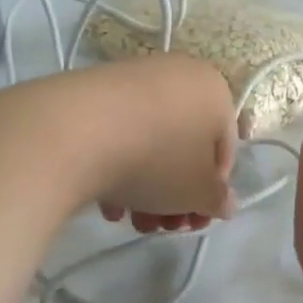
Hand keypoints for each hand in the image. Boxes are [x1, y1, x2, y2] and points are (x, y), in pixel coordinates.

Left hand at [75, 56, 239, 228]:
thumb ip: (217, 199)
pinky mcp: (93, 90)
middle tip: (163, 227)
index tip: (194, 220)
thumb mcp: (198, 192)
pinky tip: (107, 202)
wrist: (77, 131)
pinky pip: (118, 133)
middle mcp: (177, 75)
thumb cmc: (158, 160)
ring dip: (147, 189)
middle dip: (175, 195)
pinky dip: (118, 167)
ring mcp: (133, 79)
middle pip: (184, 148)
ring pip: (151, 143)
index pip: (224, 150)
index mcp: (214, 90)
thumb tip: (224, 203)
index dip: (212, 192)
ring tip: (132, 221)